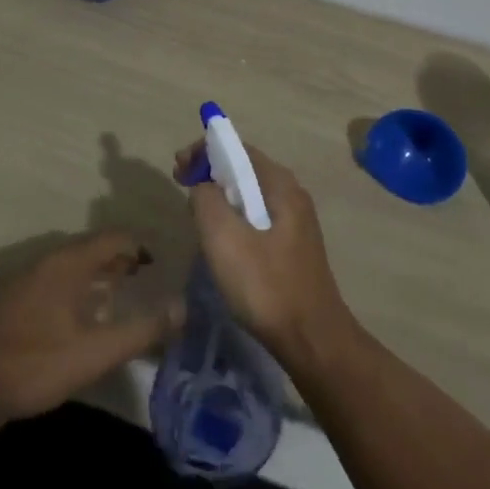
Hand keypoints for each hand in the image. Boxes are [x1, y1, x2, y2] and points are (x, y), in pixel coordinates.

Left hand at [0, 231, 183, 426]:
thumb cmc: (34, 364)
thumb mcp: (95, 353)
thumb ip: (140, 330)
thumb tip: (182, 308)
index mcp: (69, 262)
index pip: (114, 237)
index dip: (140, 247)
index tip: (161, 266)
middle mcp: (46, 259)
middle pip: (91, 247)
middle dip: (120, 260)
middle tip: (144, 281)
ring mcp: (23, 277)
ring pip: (70, 264)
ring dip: (96, 274)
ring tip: (117, 296)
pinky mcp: (8, 298)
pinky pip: (52, 278)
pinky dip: (74, 286)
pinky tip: (77, 317)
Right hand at [175, 142, 357, 372]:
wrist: (311, 340)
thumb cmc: (265, 285)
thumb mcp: (224, 238)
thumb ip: (206, 199)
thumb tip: (202, 185)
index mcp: (280, 184)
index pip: (237, 148)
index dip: (204, 151)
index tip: (178, 169)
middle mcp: (291, 194)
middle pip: (244, 169)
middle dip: (210, 172)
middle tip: (181, 186)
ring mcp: (295, 222)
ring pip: (249, 195)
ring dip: (220, 196)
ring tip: (195, 213)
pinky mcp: (292, 246)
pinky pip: (256, 217)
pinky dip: (233, 216)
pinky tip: (221, 240)